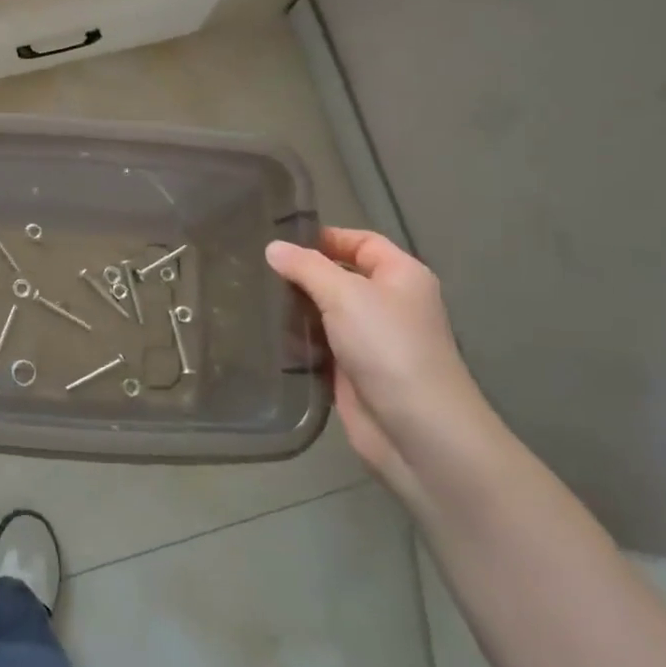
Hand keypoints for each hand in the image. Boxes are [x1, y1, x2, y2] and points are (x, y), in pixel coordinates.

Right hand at [266, 228, 499, 503]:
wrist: (416, 429)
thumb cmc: (388, 347)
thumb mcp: (345, 294)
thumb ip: (307, 267)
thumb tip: (273, 247)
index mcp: (400, 276)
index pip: (361, 242)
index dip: (325, 237)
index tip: (279, 240)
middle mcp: (388, 304)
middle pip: (339, 277)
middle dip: (301, 273)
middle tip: (253, 268)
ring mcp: (369, 340)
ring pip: (325, 313)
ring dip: (294, 308)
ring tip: (249, 297)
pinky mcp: (351, 371)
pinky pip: (318, 345)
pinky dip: (295, 340)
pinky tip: (262, 334)